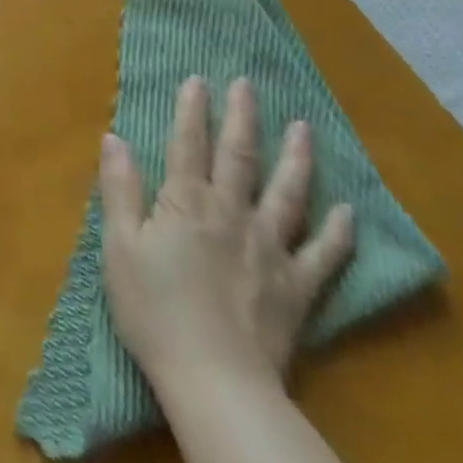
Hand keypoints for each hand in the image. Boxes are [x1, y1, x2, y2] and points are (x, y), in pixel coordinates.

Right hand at [99, 76, 355, 400]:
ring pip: (287, 194)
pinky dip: (338, 233)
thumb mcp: (120, 247)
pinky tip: (349, 212)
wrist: (215, 383)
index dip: (192, 110)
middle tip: (248, 84)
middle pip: (239, 156)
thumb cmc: (155, 312)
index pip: (188, 144)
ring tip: (304, 128)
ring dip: (296, 158)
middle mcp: (231, 213)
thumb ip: (119, 189)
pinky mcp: (297, 288)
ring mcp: (269, 249)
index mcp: (186, 202)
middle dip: (242, 117)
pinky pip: (323, 256)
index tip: (198, 79)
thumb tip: (113, 137)